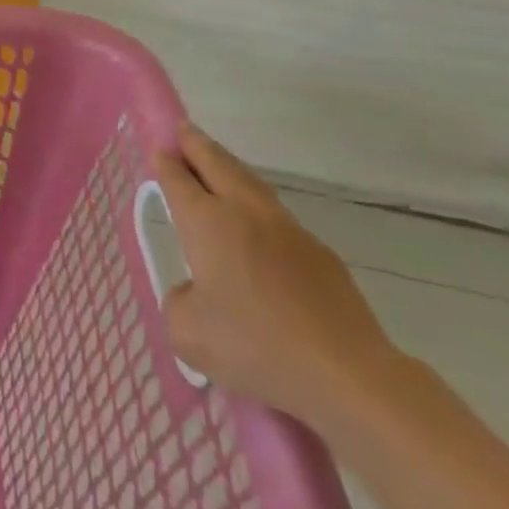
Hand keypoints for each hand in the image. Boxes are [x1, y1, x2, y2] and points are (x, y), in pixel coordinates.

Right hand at [154, 122, 405, 431]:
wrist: (350, 377)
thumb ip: (179, 301)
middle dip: (197, 145)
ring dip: (231, 169)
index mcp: (207, 222)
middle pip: (218, 165)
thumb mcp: (188, 332)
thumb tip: (197, 294)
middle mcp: (246, 214)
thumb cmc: (256, 347)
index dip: (165, 162)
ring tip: (218, 165)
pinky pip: (279, 218)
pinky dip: (259, 209)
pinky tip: (258, 227)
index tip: (158, 148)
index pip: (178, 179)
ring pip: (253, 185)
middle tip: (184, 131)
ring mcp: (289, 232)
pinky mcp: (322, 257)